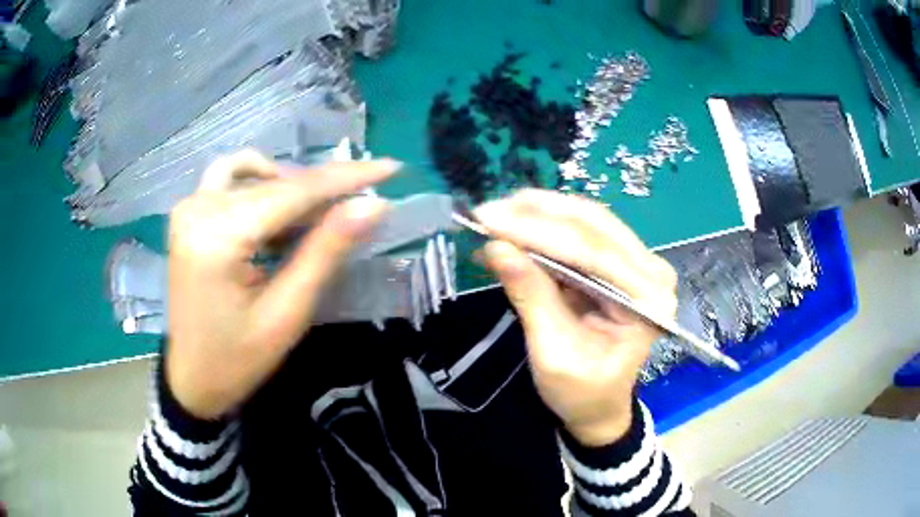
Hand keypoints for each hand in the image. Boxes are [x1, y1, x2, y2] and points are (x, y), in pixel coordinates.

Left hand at [167, 150, 398, 418]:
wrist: (192, 379)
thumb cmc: (238, 360)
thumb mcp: (287, 313)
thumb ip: (326, 251)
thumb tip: (373, 206)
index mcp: (217, 238)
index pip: (292, 192)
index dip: (345, 178)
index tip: (390, 168)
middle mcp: (198, 209)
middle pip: (273, 182)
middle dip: (320, 190)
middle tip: (357, 208)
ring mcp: (188, 208)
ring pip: (251, 172)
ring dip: (287, 186)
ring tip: (313, 216)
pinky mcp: (188, 214)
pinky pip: (229, 179)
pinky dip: (260, 187)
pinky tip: (276, 215)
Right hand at [476, 190, 677, 446]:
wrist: (598, 406)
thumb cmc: (582, 392)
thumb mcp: (553, 353)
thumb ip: (531, 297)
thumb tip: (496, 247)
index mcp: (649, 300)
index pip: (594, 253)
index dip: (539, 232)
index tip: (491, 220)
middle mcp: (650, 272)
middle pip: (593, 226)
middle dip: (537, 214)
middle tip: (487, 212)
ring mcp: (636, 263)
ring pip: (585, 221)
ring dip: (538, 214)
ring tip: (495, 215)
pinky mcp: (616, 263)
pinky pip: (579, 234)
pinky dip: (543, 228)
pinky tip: (512, 227)